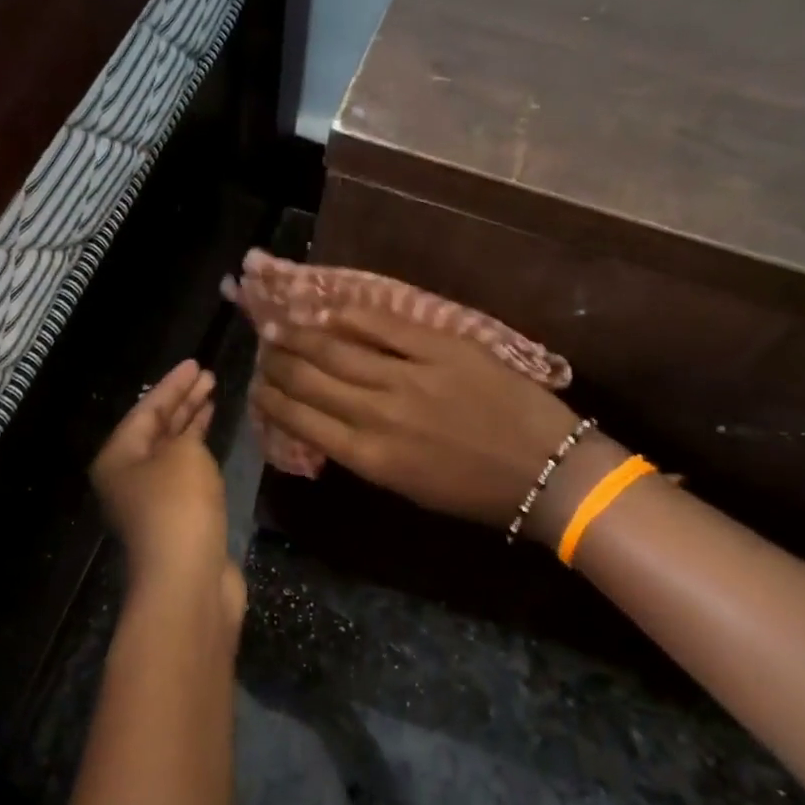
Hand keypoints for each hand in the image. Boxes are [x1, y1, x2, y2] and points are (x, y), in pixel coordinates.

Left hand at [91, 361, 243, 621]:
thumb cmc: (179, 506)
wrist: (189, 580)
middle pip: (157, 429)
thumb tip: (188, 437)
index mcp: (117, 458)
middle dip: (183, 401)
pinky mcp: (177, 521)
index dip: (173, 384)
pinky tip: (214, 443)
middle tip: (209, 377)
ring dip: (192, 426)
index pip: (146, 409)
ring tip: (213, 399)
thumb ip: (186, 434)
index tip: (197, 364)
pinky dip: (200, 454)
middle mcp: (128, 478)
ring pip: (172, 452)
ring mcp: (152, 503)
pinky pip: (187, 474)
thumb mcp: (182, 454)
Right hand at [251, 305, 586, 537]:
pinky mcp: (440, 348)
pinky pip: (383, 325)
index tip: (258, 387)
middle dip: (278, 364)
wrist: (546, 472)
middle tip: (262, 350)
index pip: (300, 420)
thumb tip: (324, 423)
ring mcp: (409, 376)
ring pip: (337, 349)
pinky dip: (349, 317)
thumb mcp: (406, 487)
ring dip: (300, 337)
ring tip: (278, 327)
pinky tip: (327, 312)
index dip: (272, 400)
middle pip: (310, 379)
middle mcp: (378, 414)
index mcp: (369, 457)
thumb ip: (362, 453)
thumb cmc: (474, 492)